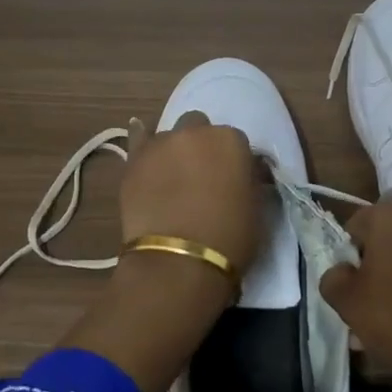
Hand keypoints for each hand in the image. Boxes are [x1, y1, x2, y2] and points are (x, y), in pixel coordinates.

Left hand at [61, 113, 264, 391]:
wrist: (178, 262)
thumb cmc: (229, 239)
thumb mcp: (257, 210)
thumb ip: (250, 182)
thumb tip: (246, 174)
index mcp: (231, 141)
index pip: (236, 142)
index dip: (234, 162)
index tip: (233, 181)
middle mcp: (195, 132)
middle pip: (200, 128)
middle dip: (201, 147)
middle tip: (203, 178)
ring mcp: (160, 144)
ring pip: (170, 136)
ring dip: (174, 150)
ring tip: (173, 177)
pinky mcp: (134, 160)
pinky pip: (137, 137)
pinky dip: (141, 136)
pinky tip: (140, 134)